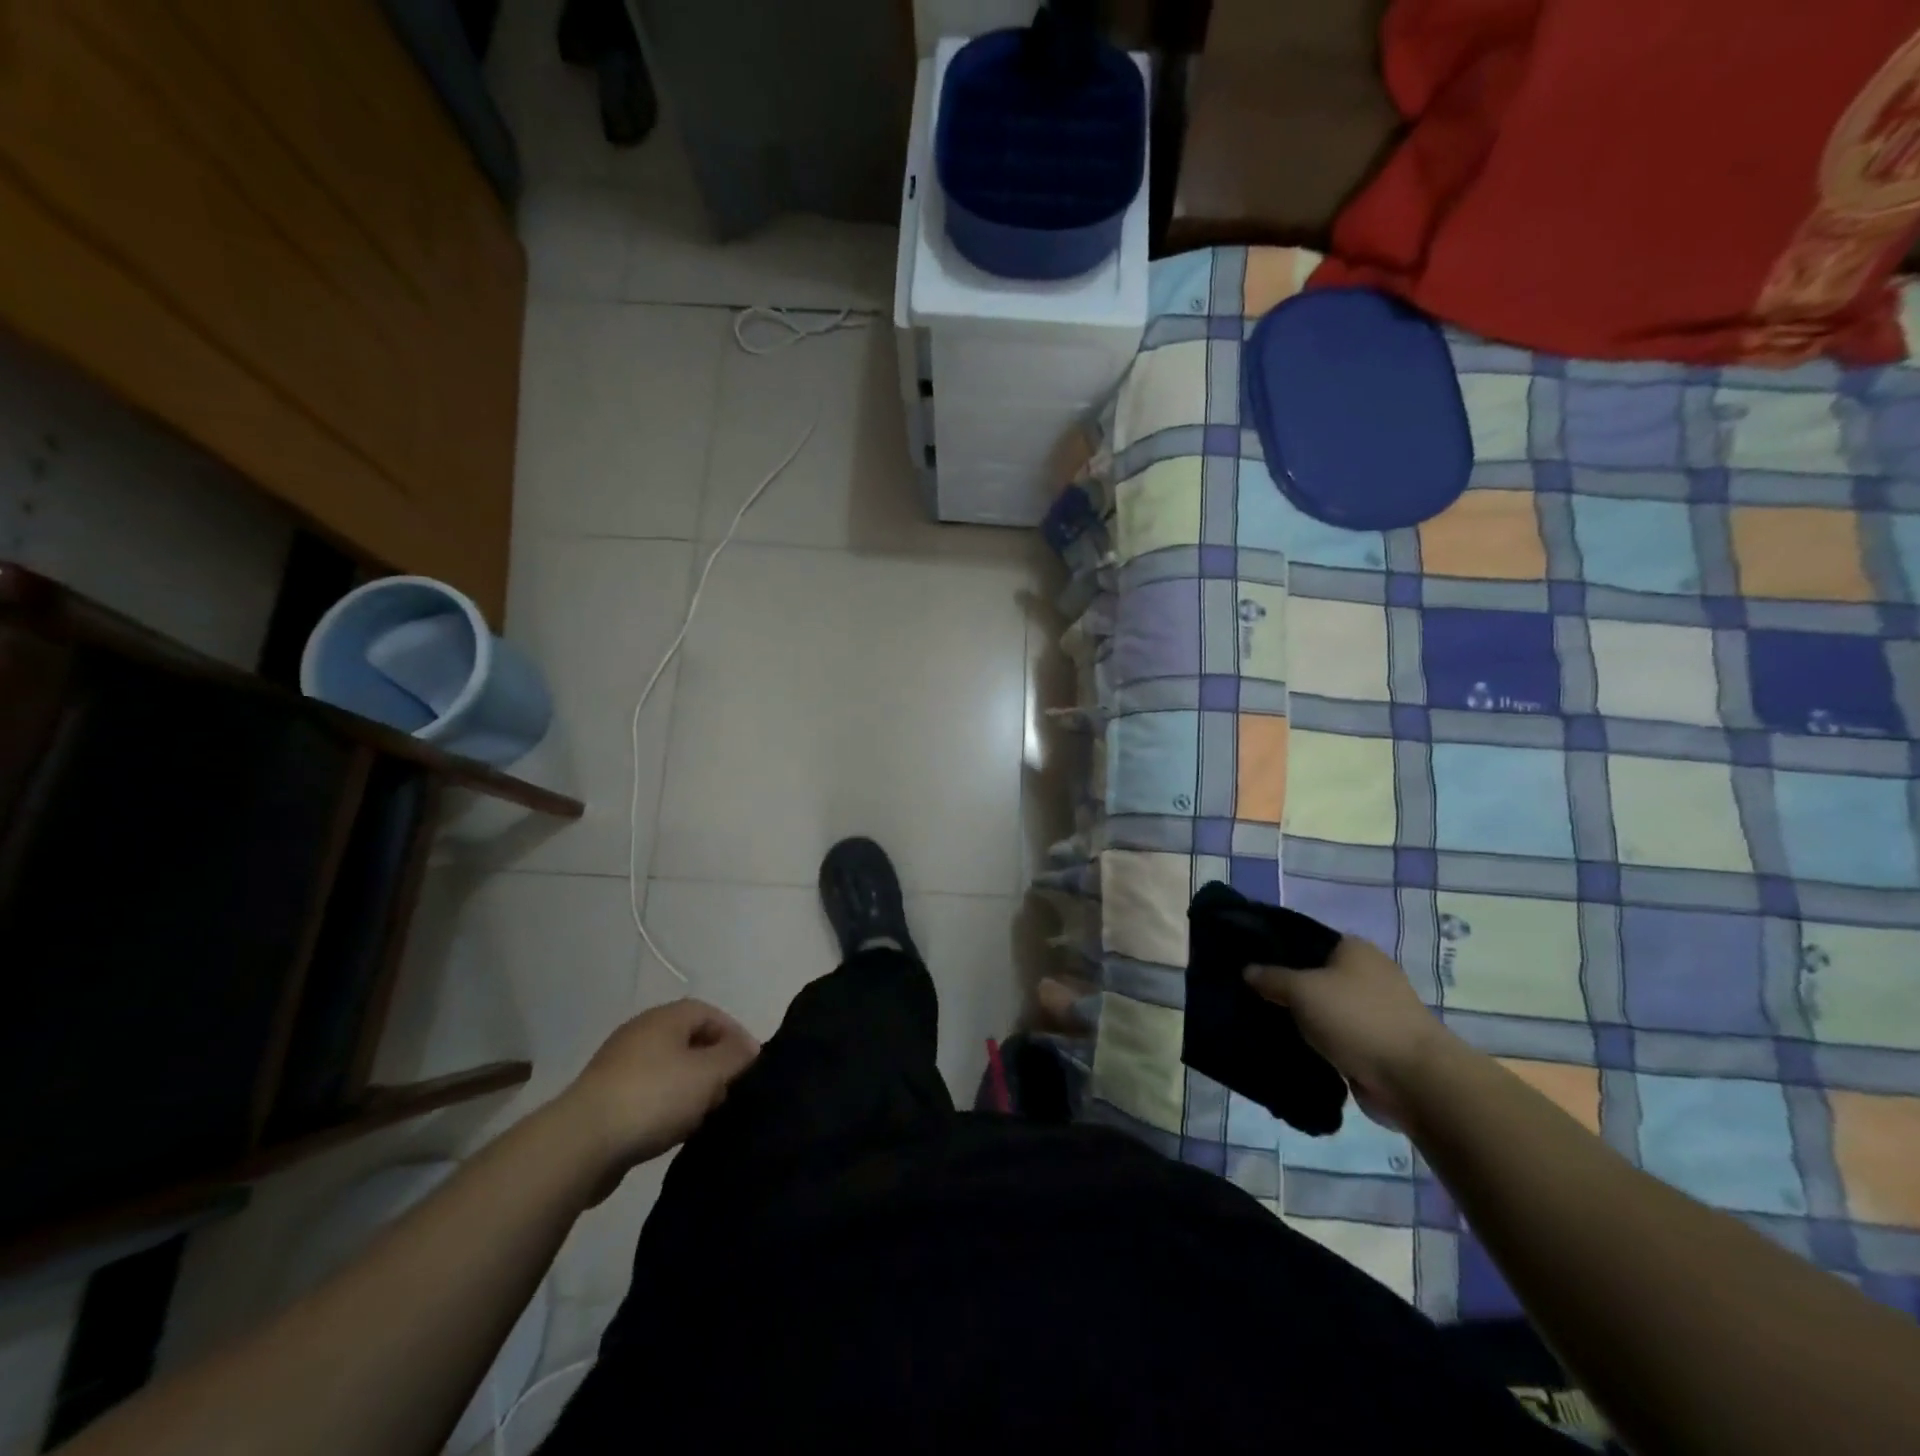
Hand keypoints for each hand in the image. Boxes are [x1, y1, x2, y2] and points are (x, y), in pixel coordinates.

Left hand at [561, 1000, 759, 1175]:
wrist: (580, 1143)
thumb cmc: (653, 1097)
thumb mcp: (708, 1074)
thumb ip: (735, 1057)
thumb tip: (750, 1048)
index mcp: (665, 1018)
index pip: (710, 1013)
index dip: (735, 1035)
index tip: (751, 1065)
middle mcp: (641, 1033)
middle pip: (689, 1041)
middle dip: (714, 1065)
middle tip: (729, 1092)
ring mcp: (619, 1066)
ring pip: (669, 1070)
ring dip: (691, 1089)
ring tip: (704, 1116)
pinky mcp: (604, 1100)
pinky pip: (648, 1095)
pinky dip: (666, 1107)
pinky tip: (673, 1131)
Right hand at [1244, 938, 1451, 1128]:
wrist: (1414, 1080)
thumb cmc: (1357, 1019)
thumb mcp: (1302, 990)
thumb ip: (1271, 977)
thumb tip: (1247, 969)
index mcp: (1354, 949)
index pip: (1304, 939)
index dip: (1274, 948)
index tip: (1244, 960)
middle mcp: (1366, 973)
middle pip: (1313, 974)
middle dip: (1284, 985)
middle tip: (1247, 993)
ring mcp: (1374, 1010)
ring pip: (1322, 1007)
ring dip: (1299, 1017)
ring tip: (1260, 1021)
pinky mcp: (1375, 1044)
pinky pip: (1334, 1036)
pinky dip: (1315, 1041)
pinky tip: (1285, 1045)